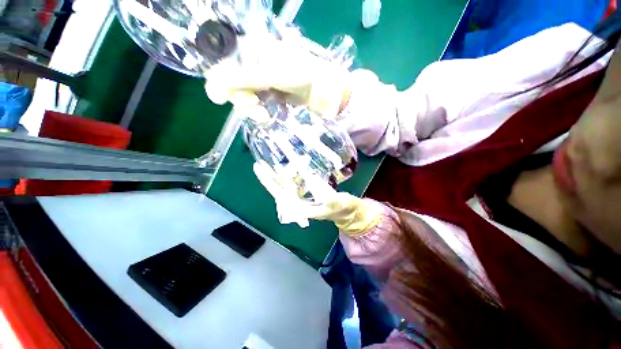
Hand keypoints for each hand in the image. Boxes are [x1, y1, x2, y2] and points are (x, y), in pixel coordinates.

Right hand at [204, 35, 351, 118]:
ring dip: (252, 108)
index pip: (225, 64)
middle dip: (242, 99)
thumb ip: (244, 79)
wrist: (325, 91)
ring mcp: (265, 82)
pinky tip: (270, 114)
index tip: (221, 97)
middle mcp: (256, 65)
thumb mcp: (272, 75)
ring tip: (265, 115)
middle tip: (255, 108)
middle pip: (234, 83)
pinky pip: (259, 105)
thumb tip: (212, 86)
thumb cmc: (303, 76)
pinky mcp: (272, 96)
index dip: (222, 81)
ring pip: (246, 96)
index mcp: (254, 50)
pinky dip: (262, 112)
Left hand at [253, 161, 380, 234]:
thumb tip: (312, 180)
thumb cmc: (342, 209)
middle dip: (268, 175)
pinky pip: (295, 180)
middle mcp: (297, 202)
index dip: (268, 181)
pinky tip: (293, 163)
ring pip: (286, 183)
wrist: (346, 211)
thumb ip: (329, 197)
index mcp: (300, 207)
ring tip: (275, 158)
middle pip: (278, 188)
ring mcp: (301, 196)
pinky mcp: (306, 191)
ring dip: (281, 172)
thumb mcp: (338, 203)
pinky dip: (292, 172)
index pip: (280, 194)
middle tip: (258, 162)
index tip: (259, 167)